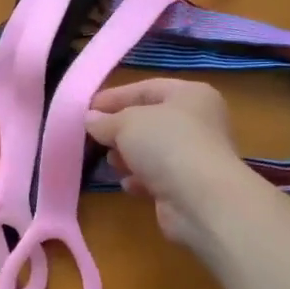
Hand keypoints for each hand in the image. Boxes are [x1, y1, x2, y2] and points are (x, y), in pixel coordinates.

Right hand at [85, 79, 255, 250]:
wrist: (202, 200)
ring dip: (129, 156)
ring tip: (111, 161)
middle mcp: (199, 122)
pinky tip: (127, 184)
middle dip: (120, 129)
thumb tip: (90, 120)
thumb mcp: (127, 123)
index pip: (146, 88)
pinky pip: (159, 176)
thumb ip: (105, 120)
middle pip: (150, 120)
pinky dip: (141, 179)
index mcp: (191, 95)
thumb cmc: (166, 145)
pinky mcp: (190, 186)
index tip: (87, 108)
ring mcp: (196, 156)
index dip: (115, 97)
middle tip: (95, 136)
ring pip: (154, 150)